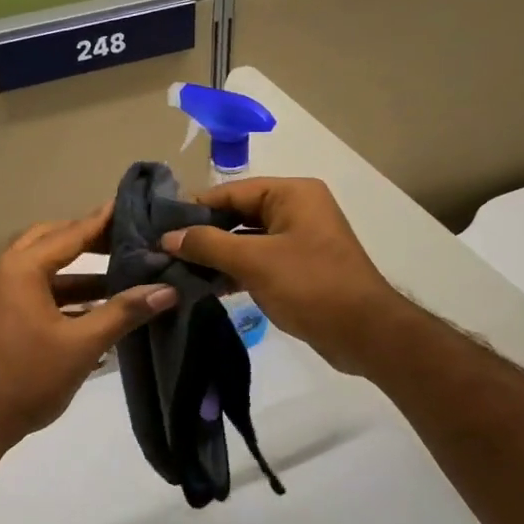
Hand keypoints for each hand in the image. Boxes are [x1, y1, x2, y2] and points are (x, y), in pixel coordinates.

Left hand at [0, 204, 177, 449]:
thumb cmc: (28, 377)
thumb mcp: (82, 344)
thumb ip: (124, 312)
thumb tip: (167, 290)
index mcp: (20, 269)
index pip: (70, 234)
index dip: (102, 221)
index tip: (130, 205)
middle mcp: (3, 271)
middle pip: (52, 242)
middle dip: (89, 240)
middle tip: (126, 239)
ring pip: (43, 268)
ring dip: (78, 271)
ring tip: (120, 274)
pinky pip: (35, 290)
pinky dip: (64, 293)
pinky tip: (95, 308)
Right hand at [161, 177, 401, 374]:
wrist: (364, 332)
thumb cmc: (311, 285)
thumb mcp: (255, 261)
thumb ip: (209, 245)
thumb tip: (168, 237)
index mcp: (292, 194)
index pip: (232, 192)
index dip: (195, 208)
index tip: (159, 227)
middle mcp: (296, 209)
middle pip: (238, 214)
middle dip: (203, 234)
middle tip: (163, 251)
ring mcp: (298, 240)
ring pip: (246, 241)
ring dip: (216, 256)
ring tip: (177, 270)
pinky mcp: (298, 268)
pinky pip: (258, 261)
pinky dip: (234, 271)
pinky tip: (206, 286)